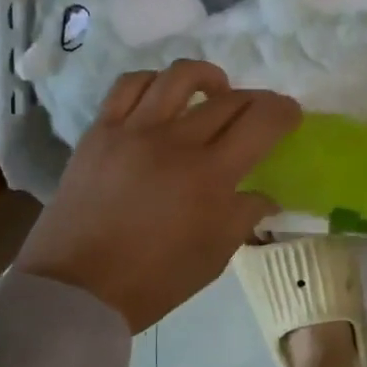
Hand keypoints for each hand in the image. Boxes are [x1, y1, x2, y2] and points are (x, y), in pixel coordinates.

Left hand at [14, 60, 301, 330]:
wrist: (75, 290)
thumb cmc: (153, 280)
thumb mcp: (214, 256)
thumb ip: (245, 216)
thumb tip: (266, 195)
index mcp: (211, 176)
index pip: (261, 121)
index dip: (284, 111)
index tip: (291, 114)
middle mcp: (176, 142)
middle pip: (229, 99)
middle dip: (256, 100)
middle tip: (259, 113)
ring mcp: (134, 131)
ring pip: (179, 77)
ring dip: (208, 78)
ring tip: (214, 91)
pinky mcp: (100, 131)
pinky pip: (130, 85)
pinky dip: (155, 82)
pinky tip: (164, 96)